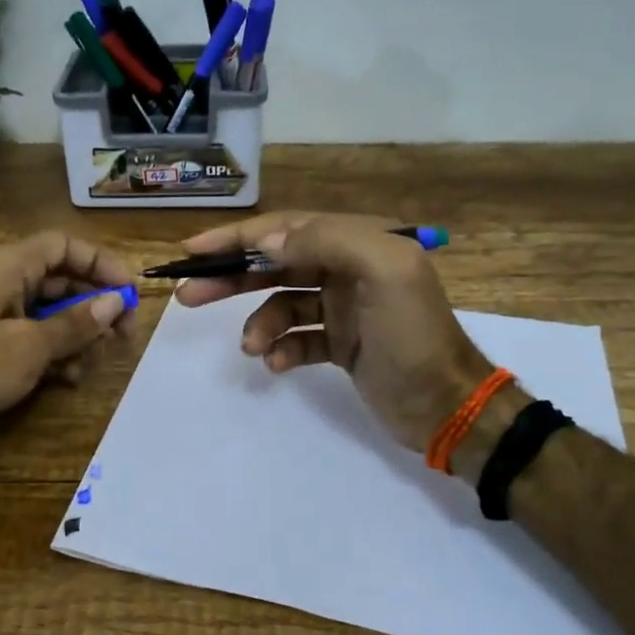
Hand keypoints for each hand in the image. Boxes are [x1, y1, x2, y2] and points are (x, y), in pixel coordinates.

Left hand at [0, 231, 133, 433]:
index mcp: (10, 267)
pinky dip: (53, 352)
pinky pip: (31, 335)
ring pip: (50, 312)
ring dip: (77, 336)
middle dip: (96, 308)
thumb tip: (114, 302)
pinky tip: (66, 380)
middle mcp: (4, 281)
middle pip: (63, 281)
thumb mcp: (27, 348)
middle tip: (122, 340)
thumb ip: (74, 324)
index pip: (65, 246)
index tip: (129, 293)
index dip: (102, 264)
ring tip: (92, 366)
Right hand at [174, 212, 491, 452]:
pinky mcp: (340, 343)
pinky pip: (297, 338)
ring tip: (253, 348)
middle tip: (188, 295)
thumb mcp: (383, 271)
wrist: (446, 406)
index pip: (287, 228)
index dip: (238, 237)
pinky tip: (278, 365)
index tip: (194, 250)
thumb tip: (268, 241)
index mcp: (359, 242)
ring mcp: (343, 308)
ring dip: (260, 324)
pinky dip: (283, 349)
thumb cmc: (413, 335)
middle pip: (276, 264)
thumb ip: (327, 241)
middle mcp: (348, 268)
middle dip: (232, 278)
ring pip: (282, 304)